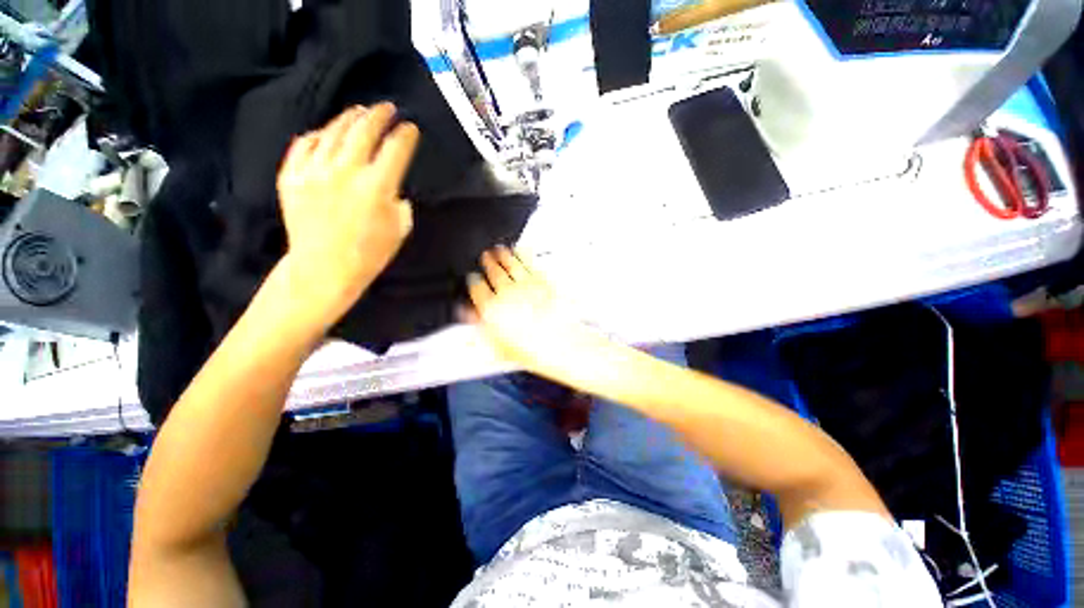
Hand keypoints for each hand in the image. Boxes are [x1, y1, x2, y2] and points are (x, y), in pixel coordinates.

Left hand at [275, 103, 417, 321]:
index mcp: (377, 187)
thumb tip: (393, 187)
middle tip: (386, 107)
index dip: (406, 136)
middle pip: (363, 130)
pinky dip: (315, 136)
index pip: (396, 150)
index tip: (411, 128)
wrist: (323, 269)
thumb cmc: (369, 254)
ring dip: (348, 118)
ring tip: (358, 112)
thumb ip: (400, 202)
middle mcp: (345, 171)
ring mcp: (314, 171)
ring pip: (332, 132)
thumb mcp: (400, 230)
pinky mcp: (291, 176)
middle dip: (378, 115)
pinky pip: (303, 146)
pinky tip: (324, 134)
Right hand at [463, 247, 599, 376]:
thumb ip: (481, 326)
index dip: (473, 281)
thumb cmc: (532, 350)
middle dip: (487, 262)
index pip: (477, 289)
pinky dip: (523, 254)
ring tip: (499, 249)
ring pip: (510, 264)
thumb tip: (471, 315)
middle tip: (485, 256)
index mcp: (492, 309)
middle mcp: (507, 292)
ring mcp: (526, 284)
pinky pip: (529, 263)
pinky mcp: (542, 280)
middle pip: (493, 272)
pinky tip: (521, 250)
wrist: (560, 345)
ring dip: (503, 255)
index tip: (473, 277)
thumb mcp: (498, 346)